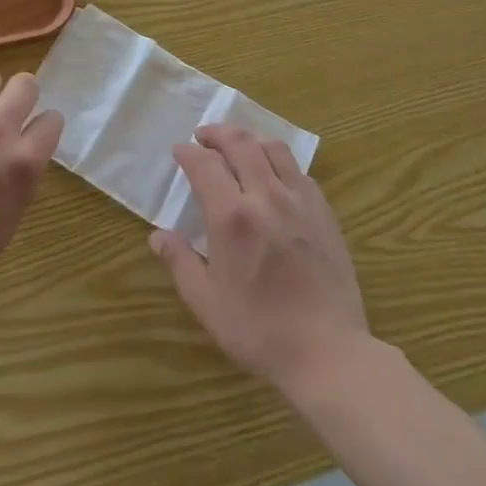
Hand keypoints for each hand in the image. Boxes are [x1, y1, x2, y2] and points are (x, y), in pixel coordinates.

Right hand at [150, 123, 370, 391]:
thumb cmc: (259, 330)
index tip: (180, 151)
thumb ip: (180, 262)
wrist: (328, 353)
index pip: (205, 164)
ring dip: (250, 139)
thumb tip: (157, 236)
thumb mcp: (207, 303)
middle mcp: (265, 196)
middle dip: (218, 132)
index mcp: (232, 216)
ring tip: (238, 146)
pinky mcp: (324, 212)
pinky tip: (274, 175)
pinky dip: (279, 161)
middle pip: (241, 143)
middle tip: (204, 136)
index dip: (189, 152)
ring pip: (273, 148)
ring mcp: (299, 201)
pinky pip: (298, 171)